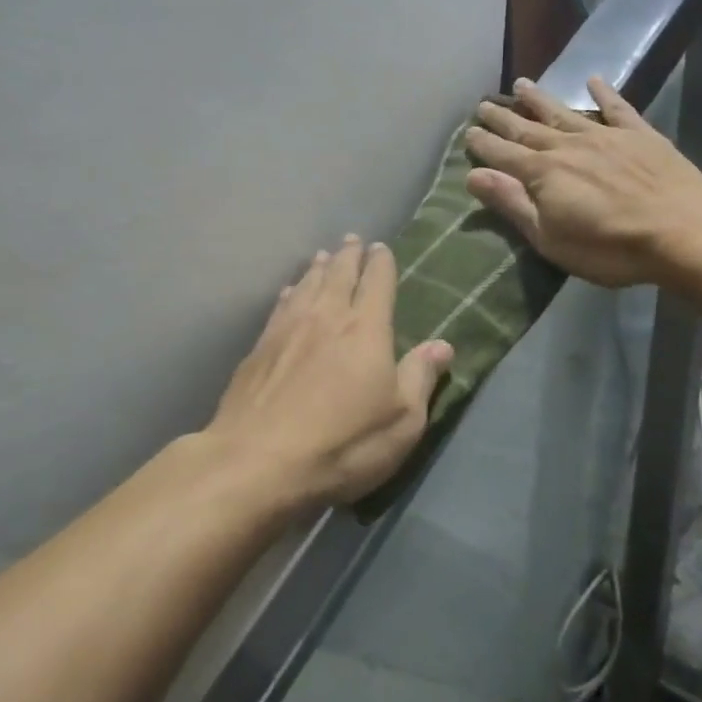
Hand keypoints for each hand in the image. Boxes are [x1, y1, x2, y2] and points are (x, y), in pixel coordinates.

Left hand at [206, 237, 453, 509]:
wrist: (259, 462)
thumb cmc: (343, 444)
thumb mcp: (401, 422)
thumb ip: (420, 377)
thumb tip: (443, 344)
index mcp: (366, 329)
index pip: (377, 283)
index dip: (381, 263)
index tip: (380, 247)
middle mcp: (326, 317)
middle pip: (339, 274)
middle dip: (348, 255)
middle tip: (352, 239)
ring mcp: (287, 329)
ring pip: (306, 285)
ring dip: (317, 268)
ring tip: (322, 255)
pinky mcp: (258, 348)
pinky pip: (279, 307)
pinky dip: (289, 293)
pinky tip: (288, 292)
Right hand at [465, 77, 701, 288]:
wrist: (683, 231)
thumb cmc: (609, 247)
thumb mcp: (549, 237)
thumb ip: (512, 204)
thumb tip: (473, 175)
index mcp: (543, 173)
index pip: (504, 155)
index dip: (484, 145)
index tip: (468, 132)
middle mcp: (568, 147)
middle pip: (528, 129)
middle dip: (503, 118)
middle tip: (483, 105)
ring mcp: (605, 137)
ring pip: (564, 113)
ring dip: (540, 99)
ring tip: (521, 84)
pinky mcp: (640, 136)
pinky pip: (617, 108)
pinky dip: (604, 93)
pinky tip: (594, 80)